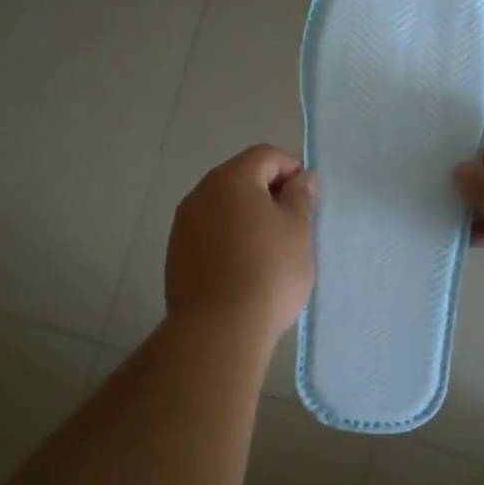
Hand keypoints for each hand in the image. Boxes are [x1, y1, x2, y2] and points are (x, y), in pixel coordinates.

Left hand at [165, 144, 317, 339]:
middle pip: (241, 177)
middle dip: (268, 192)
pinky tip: (244, 266)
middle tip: (293, 223)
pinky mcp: (176, 253)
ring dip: (247, 215)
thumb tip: (302, 178)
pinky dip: (228, 237)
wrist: (219, 328)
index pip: (266, 155)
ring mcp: (184, 224)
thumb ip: (300, 196)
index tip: (307, 199)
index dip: (291, 169)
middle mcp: (201, 193)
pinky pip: (209, 232)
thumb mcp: (298, 229)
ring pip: (223, 206)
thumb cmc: (268, 271)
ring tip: (269, 247)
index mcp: (232, 178)